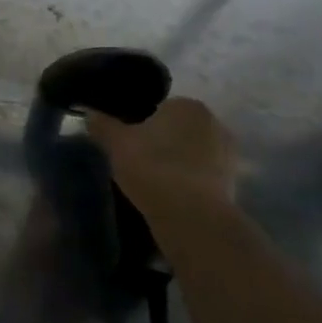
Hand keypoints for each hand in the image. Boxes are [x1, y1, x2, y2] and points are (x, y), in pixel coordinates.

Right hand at [86, 97, 237, 213]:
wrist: (192, 217)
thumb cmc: (153, 167)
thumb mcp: (116, 143)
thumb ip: (101, 125)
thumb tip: (88, 113)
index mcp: (187, 105)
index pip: (157, 108)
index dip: (138, 124)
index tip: (125, 142)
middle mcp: (214, 123)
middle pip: (176, 129)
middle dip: (160, 141)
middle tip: (135, 160)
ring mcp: (228, 154)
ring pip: (191, 152)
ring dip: (175, 162)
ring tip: (150, 181)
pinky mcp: (233, 183)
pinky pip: (201, 175)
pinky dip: (187, 182)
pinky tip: (168, 196)